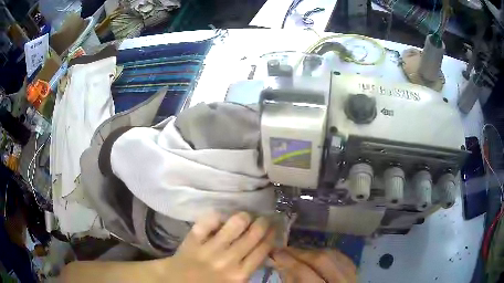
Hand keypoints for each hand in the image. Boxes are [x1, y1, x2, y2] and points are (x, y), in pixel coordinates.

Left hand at [165, 211, 275, 282]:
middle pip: (254, 234)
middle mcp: (228, 260)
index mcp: (240, 274)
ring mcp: (210, 248)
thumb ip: (248, 268)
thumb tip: (263, 248)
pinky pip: (209, 220)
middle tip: (263, 218)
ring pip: (235, 223)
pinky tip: (221, 218)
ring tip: (244, 216)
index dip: (271, 235)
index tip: (273, 228)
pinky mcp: (194, 238)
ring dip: (244, 216)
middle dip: (263, 222)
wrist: (177, 282)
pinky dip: (217, 215)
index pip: (263, 249)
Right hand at [271, 247, 356, 282]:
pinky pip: (342, 258)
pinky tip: (317, 255)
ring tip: (298, 253)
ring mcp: (352, 277)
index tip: (275, 253)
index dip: (289, 261)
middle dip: (301, 253)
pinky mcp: (356, 274)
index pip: (304, 273)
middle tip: (284, 250)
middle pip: (322, 260)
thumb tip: (283, 266)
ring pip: (334, 256)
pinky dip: (328, 254)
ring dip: (313, 252)